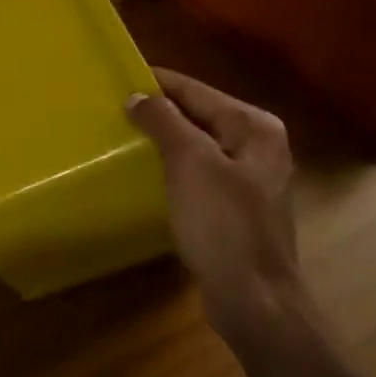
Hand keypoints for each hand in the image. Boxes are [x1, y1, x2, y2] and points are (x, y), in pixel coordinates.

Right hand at [127, 68, 302, 340]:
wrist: (253, 300)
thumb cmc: (223, 224)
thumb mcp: (190, 163)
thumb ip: (164, 121)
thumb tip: (138, 96)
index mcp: (254, 127)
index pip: (198, 90)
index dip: (159, 83)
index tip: (121, 76)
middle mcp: (258, 146)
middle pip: (200, 116)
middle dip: (161, 112)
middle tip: (117, 108)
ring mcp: (250, 179)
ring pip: (199, 146)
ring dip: (166, 141)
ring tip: (126, 137)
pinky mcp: (237, 209)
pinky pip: (200, 175)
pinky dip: (175, 169)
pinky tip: (150, 175)